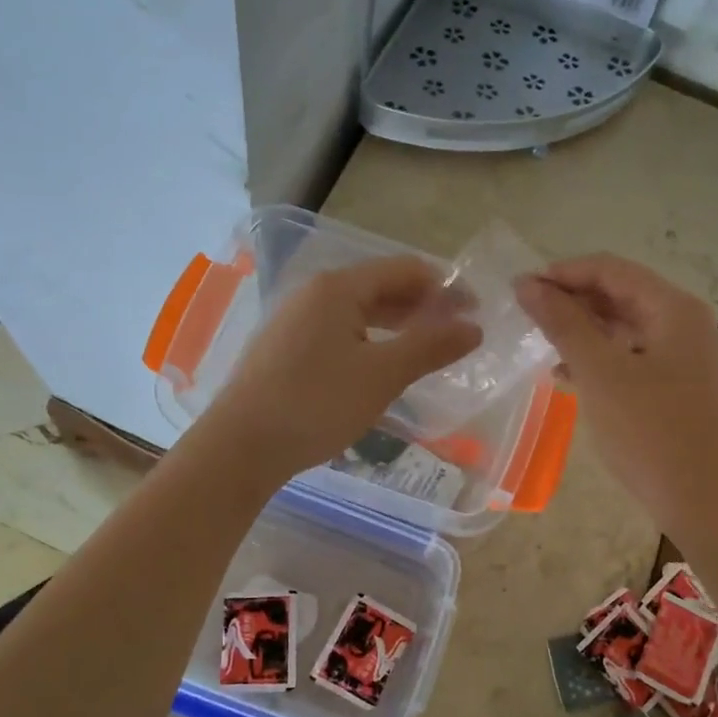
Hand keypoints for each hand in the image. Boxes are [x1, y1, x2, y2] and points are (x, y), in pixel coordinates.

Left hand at [207, 256, 481, 480]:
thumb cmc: (316, 403)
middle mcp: (313, 294)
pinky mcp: (285, 350)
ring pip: (358, 313)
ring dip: (397, 325)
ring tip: (427, 349)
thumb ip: (430, 347)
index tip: (476, 311)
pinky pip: (339, 334)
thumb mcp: (383, 375)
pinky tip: (382, 367)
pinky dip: (370, 342)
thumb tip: (473, 327)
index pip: (404, 270)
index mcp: (338, 288)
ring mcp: (294, 322)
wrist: (241, 446)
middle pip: (380, 287)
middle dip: (422, 306)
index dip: (445, 287)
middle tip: (457, 332)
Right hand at [515, 255, 717, 539]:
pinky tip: (565, 376)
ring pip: (622, 328)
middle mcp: (682, 323)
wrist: (707, 502)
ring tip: (538, 344)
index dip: (562, 273)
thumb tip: (528, 284)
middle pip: (618, 294)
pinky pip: (630, 357)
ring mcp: (682, 357)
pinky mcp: (676, 387)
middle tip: (524, 317)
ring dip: (581, 330)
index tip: (518, 290)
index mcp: (672, 308)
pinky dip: (597, 359)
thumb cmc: (652, 433)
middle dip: (570, 300)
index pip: (609, 269)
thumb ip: (563, 324)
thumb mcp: (601, 373)